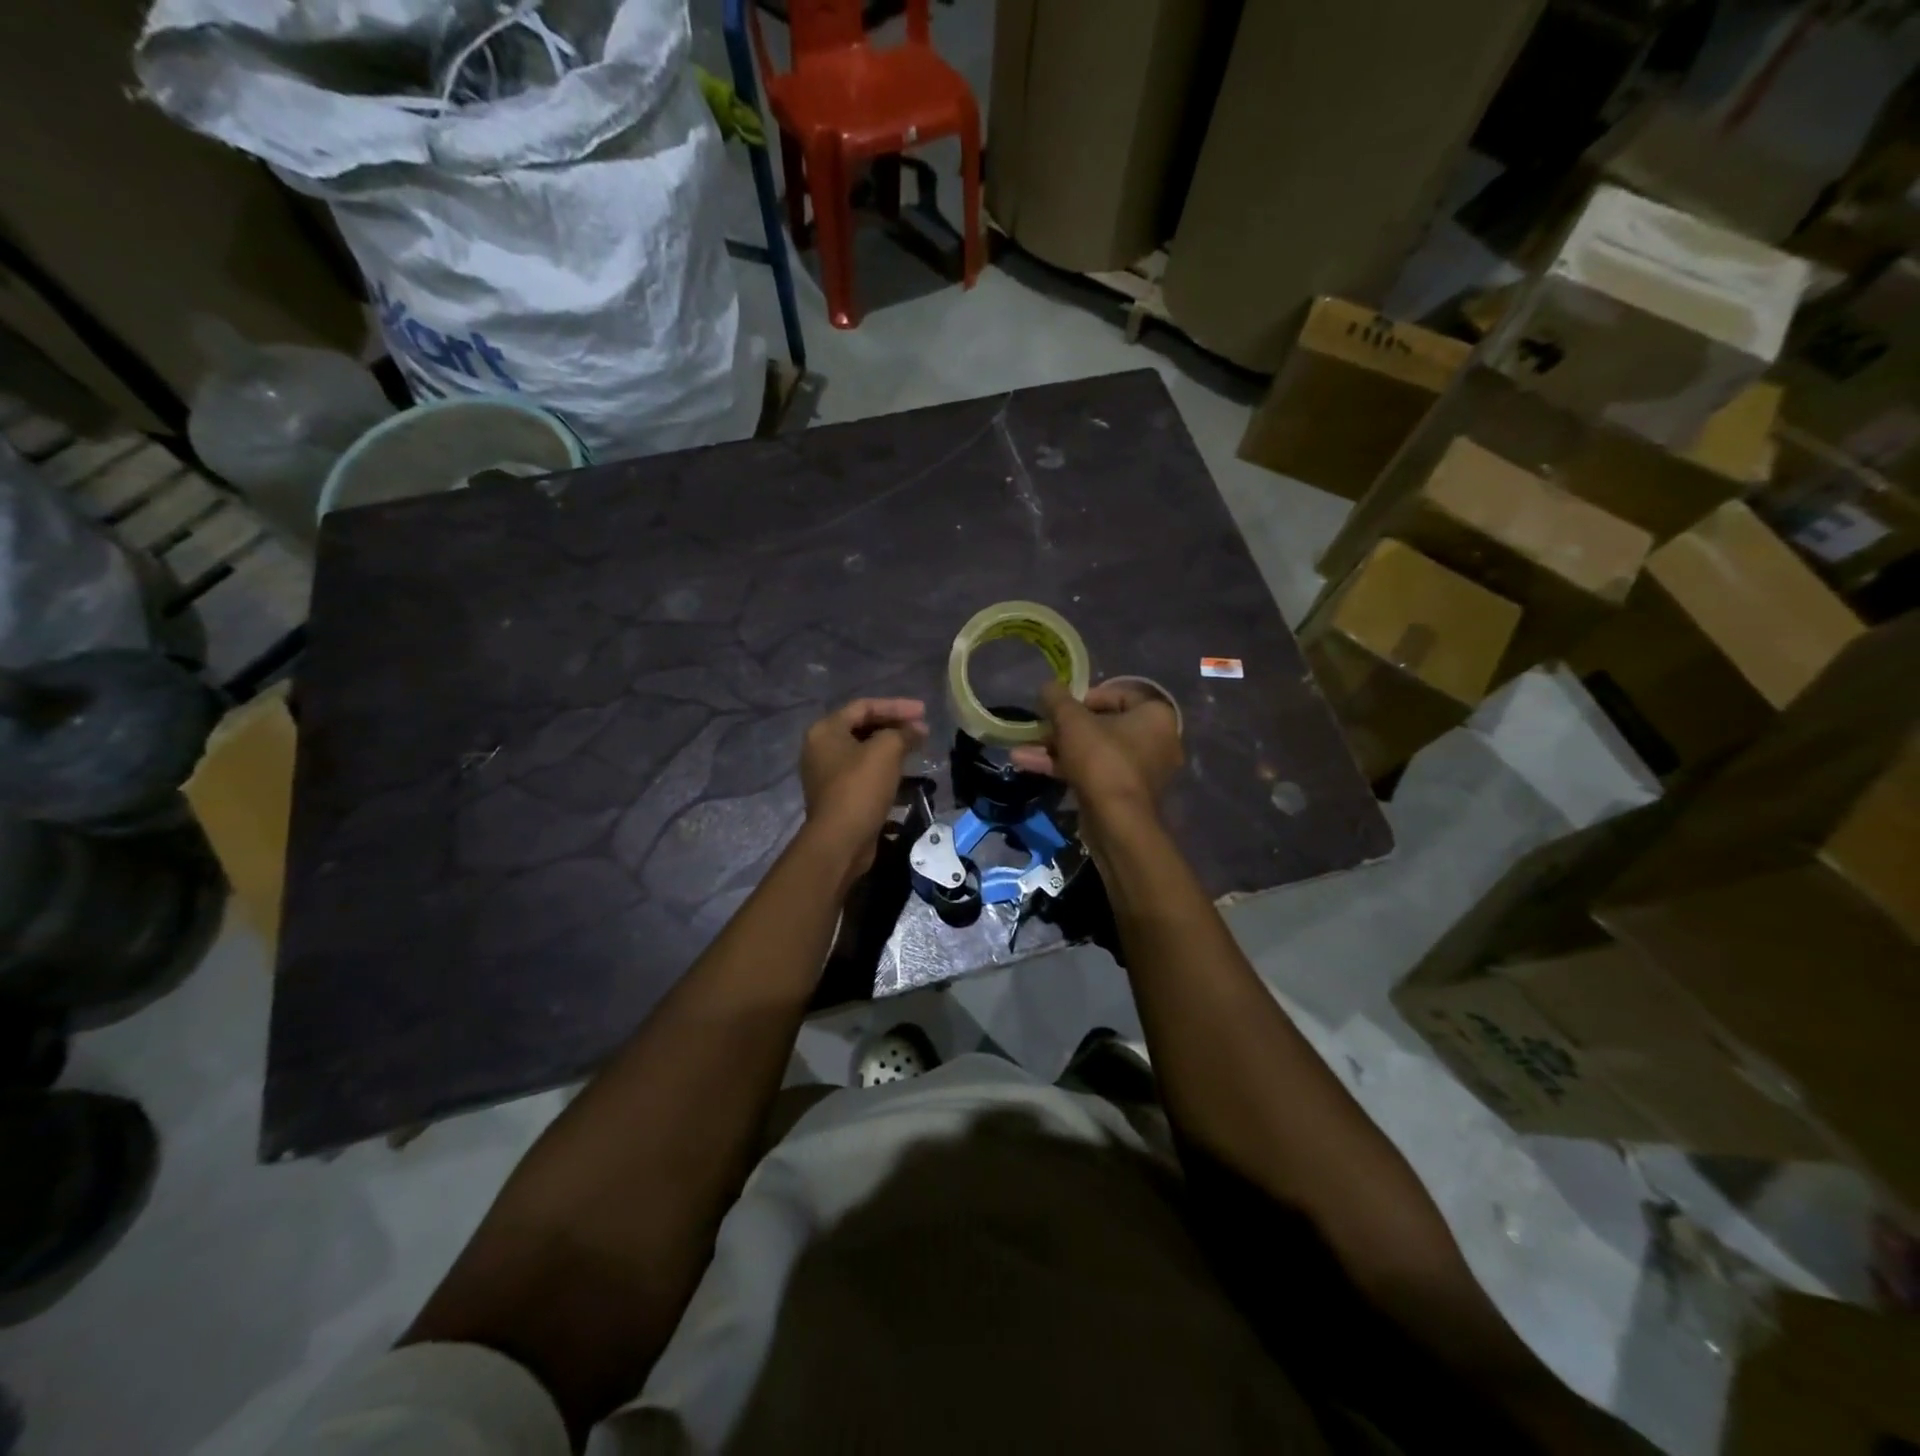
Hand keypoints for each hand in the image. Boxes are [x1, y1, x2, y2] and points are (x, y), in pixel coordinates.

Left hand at [799, 697, 927, 881]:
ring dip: (892, 746)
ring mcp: (827, 773)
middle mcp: (821, 748)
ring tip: (918, 747)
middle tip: (922, 729)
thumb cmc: (860, 788)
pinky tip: (906, 772)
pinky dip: (885, 767)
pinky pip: (864, 772)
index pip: (864, 706)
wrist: (840, 841)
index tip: (924, 711)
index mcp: (826, 730)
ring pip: (864, 751)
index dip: (896, 706)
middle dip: (895, 725)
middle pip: (863, 726)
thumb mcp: (886, 751)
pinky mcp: (838, 795)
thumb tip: (918, 729)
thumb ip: (903, 733)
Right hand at [1010, 678, 1181, 818]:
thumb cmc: (1101, 759)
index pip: (1119, 693)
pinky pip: (1094, 772)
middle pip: (1103, 724)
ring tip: (1021, 751)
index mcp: (1155, 715)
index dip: (1084, 696)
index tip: (1061, 705)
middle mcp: (1156, 740)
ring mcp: (1140, 770)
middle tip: (1040, 728)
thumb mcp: (1072, 721)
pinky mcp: (1124, 794)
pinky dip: (1066, 767)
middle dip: (1063, 728)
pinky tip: (1029, 765)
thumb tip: (1047, 686)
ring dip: (1056, 749)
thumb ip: (1057, 699)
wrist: (1116, 821)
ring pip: (1094, 751)